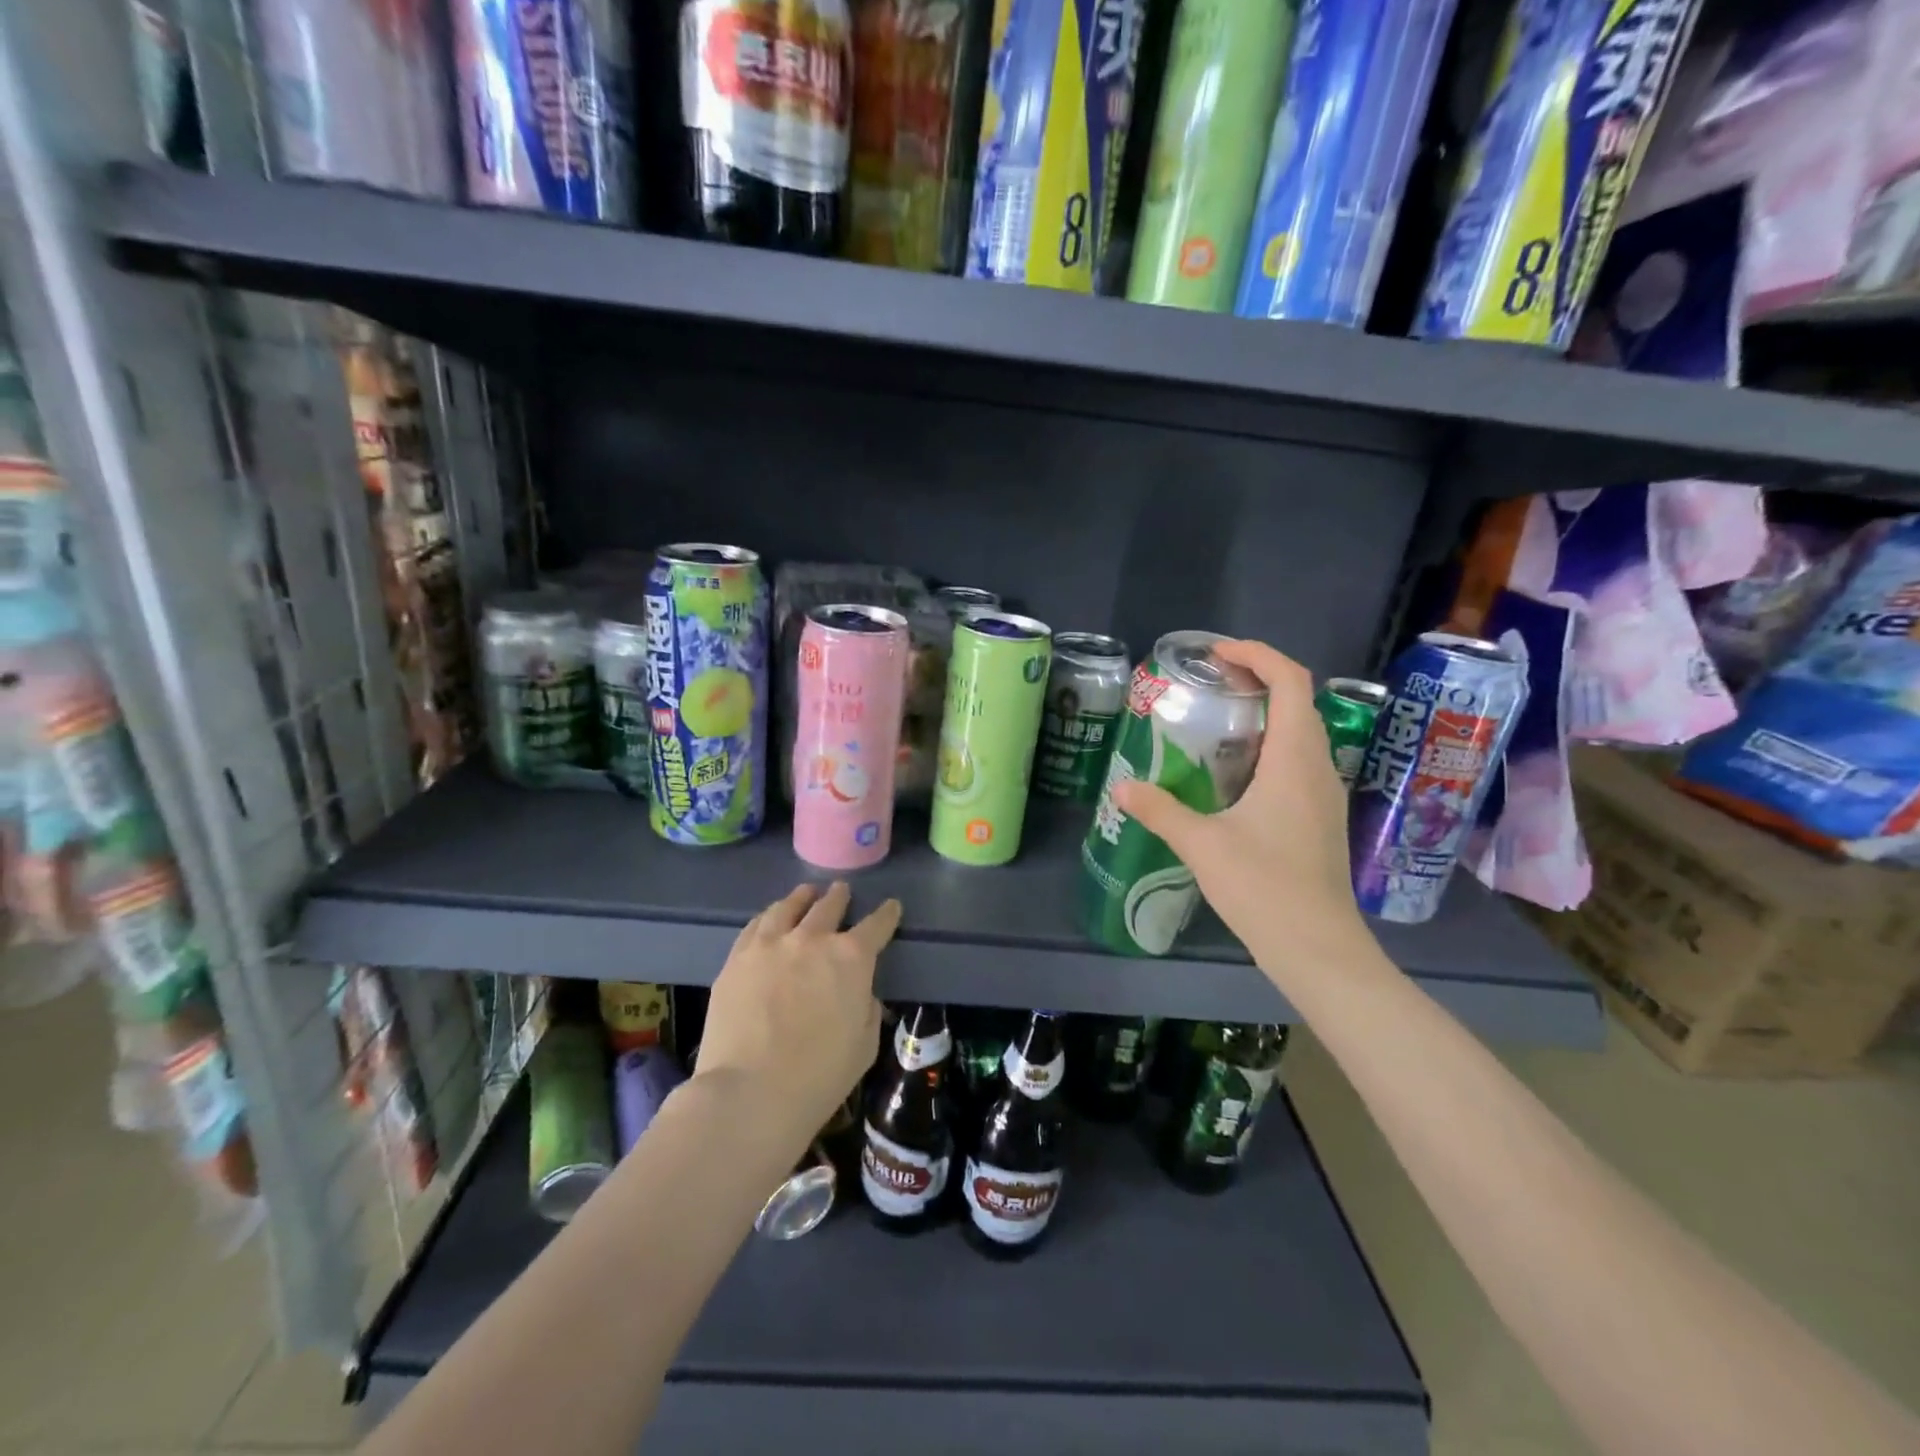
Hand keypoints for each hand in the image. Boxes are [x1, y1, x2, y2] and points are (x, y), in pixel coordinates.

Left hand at [694, 882, 901, 1138]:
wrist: (750, 1093)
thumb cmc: (819, 1077)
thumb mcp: (865, 1045)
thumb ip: (867, 1009)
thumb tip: (859, 994)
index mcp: (852, 958)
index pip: (877, 925)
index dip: (887, 915)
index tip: (891, 907)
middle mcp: (812, 939)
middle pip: (829, 906)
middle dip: (839, 897)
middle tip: (842, 891)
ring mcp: (770, 944)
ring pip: (788, 907)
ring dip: (802, 898)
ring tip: (805, 894)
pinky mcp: (737, 958)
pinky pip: (756, 926)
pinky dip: (769, 917)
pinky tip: (769, 919)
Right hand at [1111, 639, 1370, 984]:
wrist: (1318, 947)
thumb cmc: (1264, 888)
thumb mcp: (1201, 845)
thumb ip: (1160, 810)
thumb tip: (1120, 788)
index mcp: (1294, 760)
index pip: (1290, 681)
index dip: (1257, 654)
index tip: (1216, 653)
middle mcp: (1317, 767)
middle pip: (1298, 700)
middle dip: (1257, 677)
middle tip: (1209, 681)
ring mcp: (1323, 793)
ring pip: (1301, 731)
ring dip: (1265, 711)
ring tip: (1217, 718)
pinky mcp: (1320, 816)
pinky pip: (1298, 760)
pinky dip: (1270, 744)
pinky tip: (1235, 771)